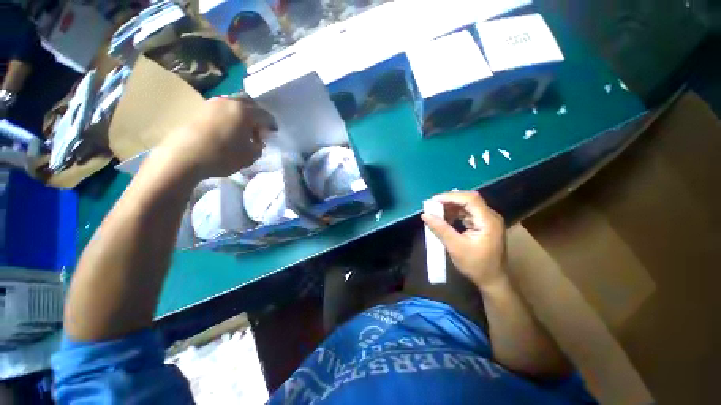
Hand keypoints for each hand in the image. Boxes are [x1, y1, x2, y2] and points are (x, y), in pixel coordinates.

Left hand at [159, 95, 276, 179]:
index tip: (272, 133)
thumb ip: (257, 149)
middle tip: (255, 128)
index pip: (265, 115)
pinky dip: (225, 116)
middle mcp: (232, 101)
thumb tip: (257, 143)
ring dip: (238, 114)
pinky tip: (221, 128)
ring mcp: (215, 103)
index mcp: (246, 111)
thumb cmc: (220, 156)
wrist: (186, 154)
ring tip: (236, 128)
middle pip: (249, 103)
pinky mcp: (201, 109)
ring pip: (232, 104)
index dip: (271, 124)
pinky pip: (219, 109)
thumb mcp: (246, 158)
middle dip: (255, 114)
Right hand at [421, 191, 506, 290]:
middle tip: (434, 206)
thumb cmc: (476, 266)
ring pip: (471, 206)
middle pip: (471, 200)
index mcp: (488, 220)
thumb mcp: (456, 248)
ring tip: (439, 213)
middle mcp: (492, 216)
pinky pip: (473, 214)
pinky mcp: (488, 226)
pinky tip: (449, 220)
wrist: (493, 280)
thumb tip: (425, 215)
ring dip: (455, 208)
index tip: (433, 201)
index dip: (451, 197)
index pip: (470, 199)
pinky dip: (460, 215)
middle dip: (451, 201)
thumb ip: (441, 229)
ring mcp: (491, 221)